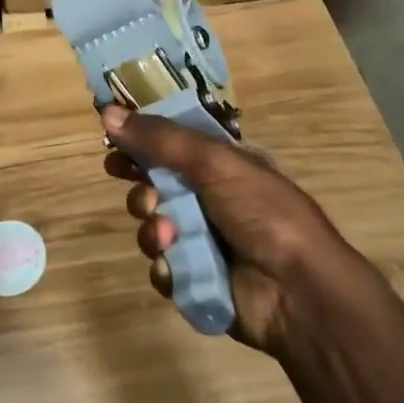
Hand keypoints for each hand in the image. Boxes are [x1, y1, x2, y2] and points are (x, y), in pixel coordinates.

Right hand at [100, 106, 372, 354]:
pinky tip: (176, 265)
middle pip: (154, 183)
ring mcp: (202, 239)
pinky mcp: (195, 278)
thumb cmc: (261, 210)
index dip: (141, 140)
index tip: (111, 139)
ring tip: (167, 234)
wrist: (297, 290)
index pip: (170, 142)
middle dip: (141, 187)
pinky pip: (161, 267)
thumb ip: (159, 138)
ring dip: (151, 227)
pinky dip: (165, 265)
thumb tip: (107, 112)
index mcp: (220, 163)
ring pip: (152, 225)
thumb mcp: (213, 161)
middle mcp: (209, 197)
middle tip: (138, 190)